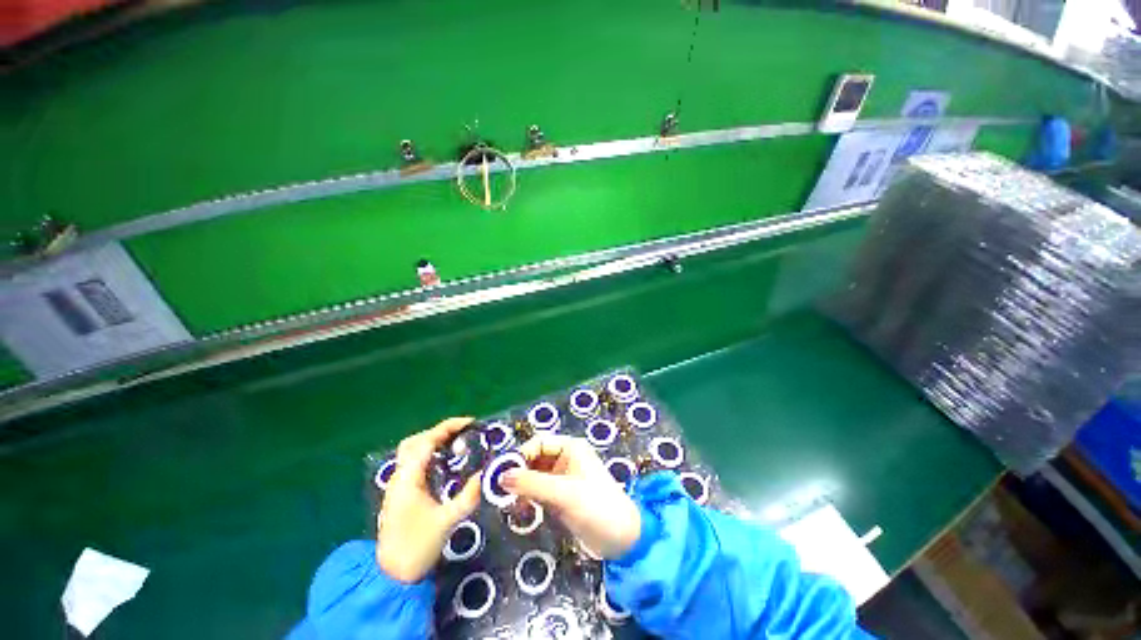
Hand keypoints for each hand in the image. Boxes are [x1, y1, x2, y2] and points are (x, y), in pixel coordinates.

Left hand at [377, 417, 482, 582]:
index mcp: (408, 479)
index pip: (427, 441)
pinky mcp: (399, 493)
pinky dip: (428, 453)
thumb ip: (468, 497)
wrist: (390, 577)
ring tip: (455, 442)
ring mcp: (397, 485)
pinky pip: (413, 462)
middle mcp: (399, 477)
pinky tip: (442, 462)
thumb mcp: (447, 522)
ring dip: (432, 440)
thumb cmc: (416, 548)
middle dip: (440, 431)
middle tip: (463, 432)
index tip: (470, 423)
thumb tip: (486, 475)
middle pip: (416, 441)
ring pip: (411, 451)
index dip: (448, 427)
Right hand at [502, 434, 640, 559]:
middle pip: (535, 459)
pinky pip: (538, 492)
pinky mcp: (560, 497)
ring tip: (508, 502)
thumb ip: (531, 483)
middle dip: (518, 472)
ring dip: (521, 487)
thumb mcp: (563, 493)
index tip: (502, 473)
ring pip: (534, 476)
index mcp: (571, 448)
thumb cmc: (596, 506)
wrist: (621, 539)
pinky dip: (527, 498)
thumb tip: (500, 476)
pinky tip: (519, 509)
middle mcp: (565, 459)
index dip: (521, 455)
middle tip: (500, 490)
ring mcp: (562, 479)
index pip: (539, 443)